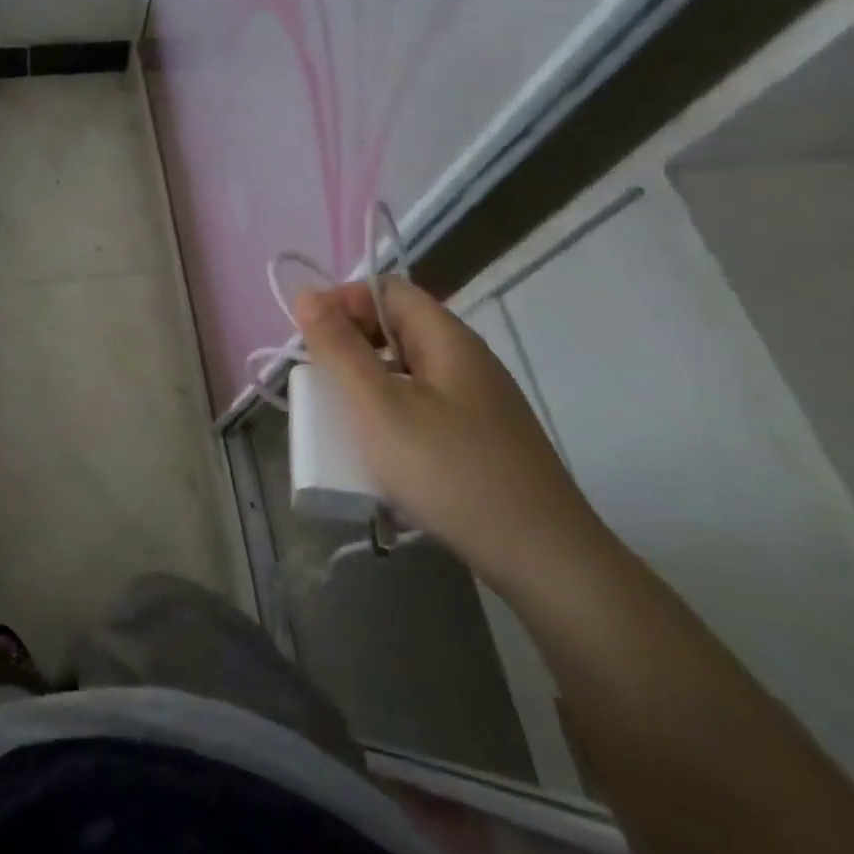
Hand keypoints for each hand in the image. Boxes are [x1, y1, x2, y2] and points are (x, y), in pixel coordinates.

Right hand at [294, 279, 609, 592]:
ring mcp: (478, 400)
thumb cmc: (451, 473)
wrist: (547, 563)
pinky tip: (381, 449)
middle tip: (320, 383)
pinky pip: (423, 403)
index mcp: (447, 339)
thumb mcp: (379, 407)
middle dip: (350, 344)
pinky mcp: (481, 437)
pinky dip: (391, 411)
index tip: (312, 342)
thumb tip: (305, 294)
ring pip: (407, 368)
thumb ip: (339, 348)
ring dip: (367, 381)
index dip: (342, 302)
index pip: (386, 290)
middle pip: (397, 326)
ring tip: (342, 418)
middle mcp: (466, 359)